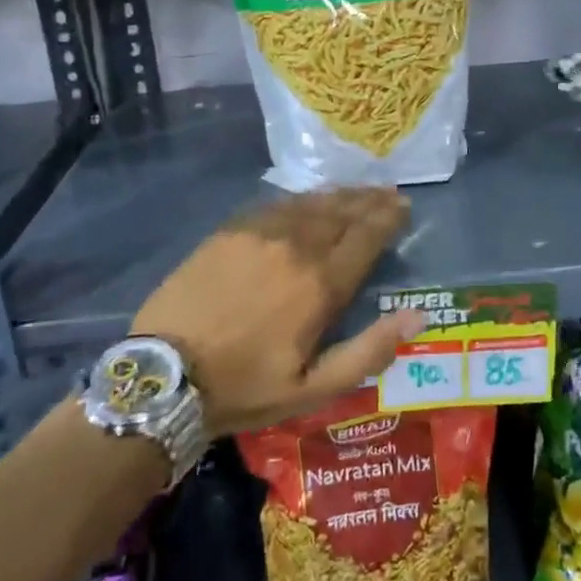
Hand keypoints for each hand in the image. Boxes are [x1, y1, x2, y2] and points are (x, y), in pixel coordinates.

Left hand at [130, 188, 424, 435]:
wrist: (163, 375)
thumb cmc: (244, 387)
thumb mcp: (313, 389)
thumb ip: (369, 351)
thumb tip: (417, 315)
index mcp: (321, 284)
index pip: (366, 237)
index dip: (388, 218)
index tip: (404, 206)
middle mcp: (296, 247)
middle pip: (342, 212)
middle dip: (369, 200)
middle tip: (387, 192)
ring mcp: (260, 233)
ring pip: (311, 203)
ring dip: (339, 195)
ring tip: (356, 191)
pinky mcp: (230, 230)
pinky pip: (277, 204)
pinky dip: (301, 199)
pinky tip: (308, 200)